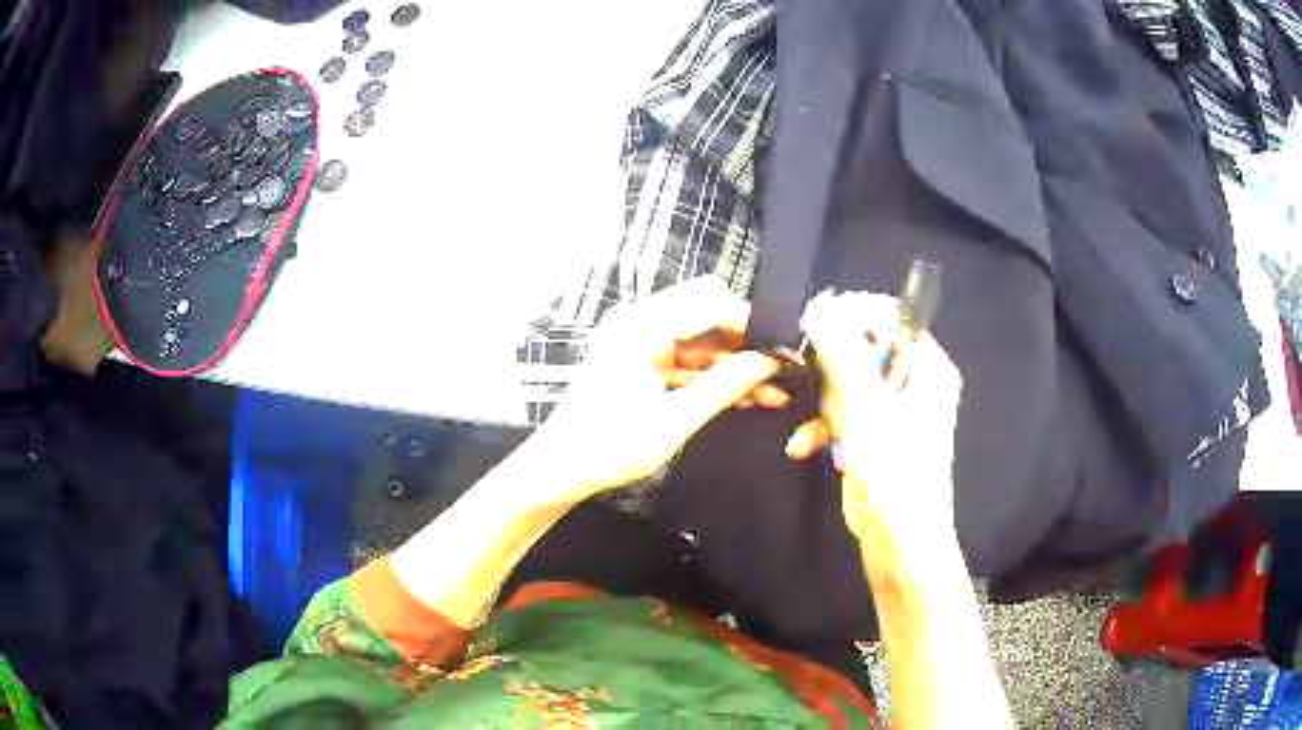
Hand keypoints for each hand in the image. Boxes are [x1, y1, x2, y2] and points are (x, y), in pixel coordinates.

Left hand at [529, 277, 784, 505]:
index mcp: (641, 323)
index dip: (752, 324)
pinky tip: (747, 397)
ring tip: (776, 390)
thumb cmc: (611, 446)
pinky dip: (713, 377)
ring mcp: (639, 340)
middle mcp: (639, 320)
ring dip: (734, 364)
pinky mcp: (641, 361)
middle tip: (782, 371)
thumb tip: (769, 361)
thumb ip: (724, 385)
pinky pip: (687, 360)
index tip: (785, 349)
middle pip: (708, 315)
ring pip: (701, 341)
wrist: (561, 469)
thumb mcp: (675, 419)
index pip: (711, 302)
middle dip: (746, 342)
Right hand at [796, 291, 962, 551]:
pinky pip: (841, 414)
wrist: (897, 538)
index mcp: (927, 367)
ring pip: (846, 382)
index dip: (853, 316)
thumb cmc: (894, 468)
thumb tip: (820, 308)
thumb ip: (843, 353)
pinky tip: (802, 446)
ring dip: (821, 402)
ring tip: (806, 420)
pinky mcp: (871, 434)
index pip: (891, 317)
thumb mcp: (866, 406)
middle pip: (864, 349)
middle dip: (829, 366)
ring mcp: (890, 409)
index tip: (814, 325)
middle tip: (801, 368)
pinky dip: (822, 427)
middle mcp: (912, 381)